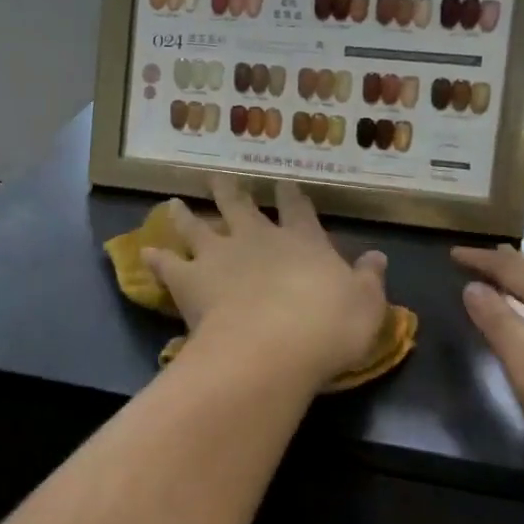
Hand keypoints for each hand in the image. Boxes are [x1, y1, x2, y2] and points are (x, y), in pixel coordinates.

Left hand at [144, 175, 387, 388]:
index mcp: (301, 241)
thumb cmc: (327, 327)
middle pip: (240, 206)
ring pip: (197, 226)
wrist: (273, 347)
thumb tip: (378, 257)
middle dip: (230, 190)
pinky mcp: (190, 279)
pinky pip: (168, 263)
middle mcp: (257, 238)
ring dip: (185, 214)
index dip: (290, 195)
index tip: (282, 181)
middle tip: (218, 176)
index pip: (297, 209)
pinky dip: (157, 258)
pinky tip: (146, 252)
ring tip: (173, 202)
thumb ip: (369, 280)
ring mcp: (220, 255)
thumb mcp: (366, 306)